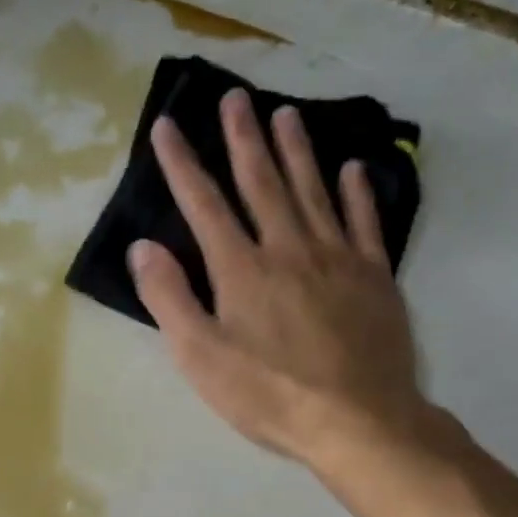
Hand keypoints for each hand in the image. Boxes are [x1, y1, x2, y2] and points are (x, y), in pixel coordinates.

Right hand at [129, 90, 436, 493]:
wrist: (356, 420)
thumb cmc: (267, 394)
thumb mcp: (200, 357)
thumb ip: (170, 299)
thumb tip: (143, 247)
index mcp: (241, 270)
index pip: (204, 205)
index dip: (182, 165)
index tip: (168, 126)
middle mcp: (288, 249)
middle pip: (261, 183)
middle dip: (243, 139)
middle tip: (235, 96)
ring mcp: (337, 259)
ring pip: (313, 191)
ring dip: (297, 150)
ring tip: (286, 113)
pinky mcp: (374, 277)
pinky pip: (365, 222)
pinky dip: (357, 192)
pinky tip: (353, 168)